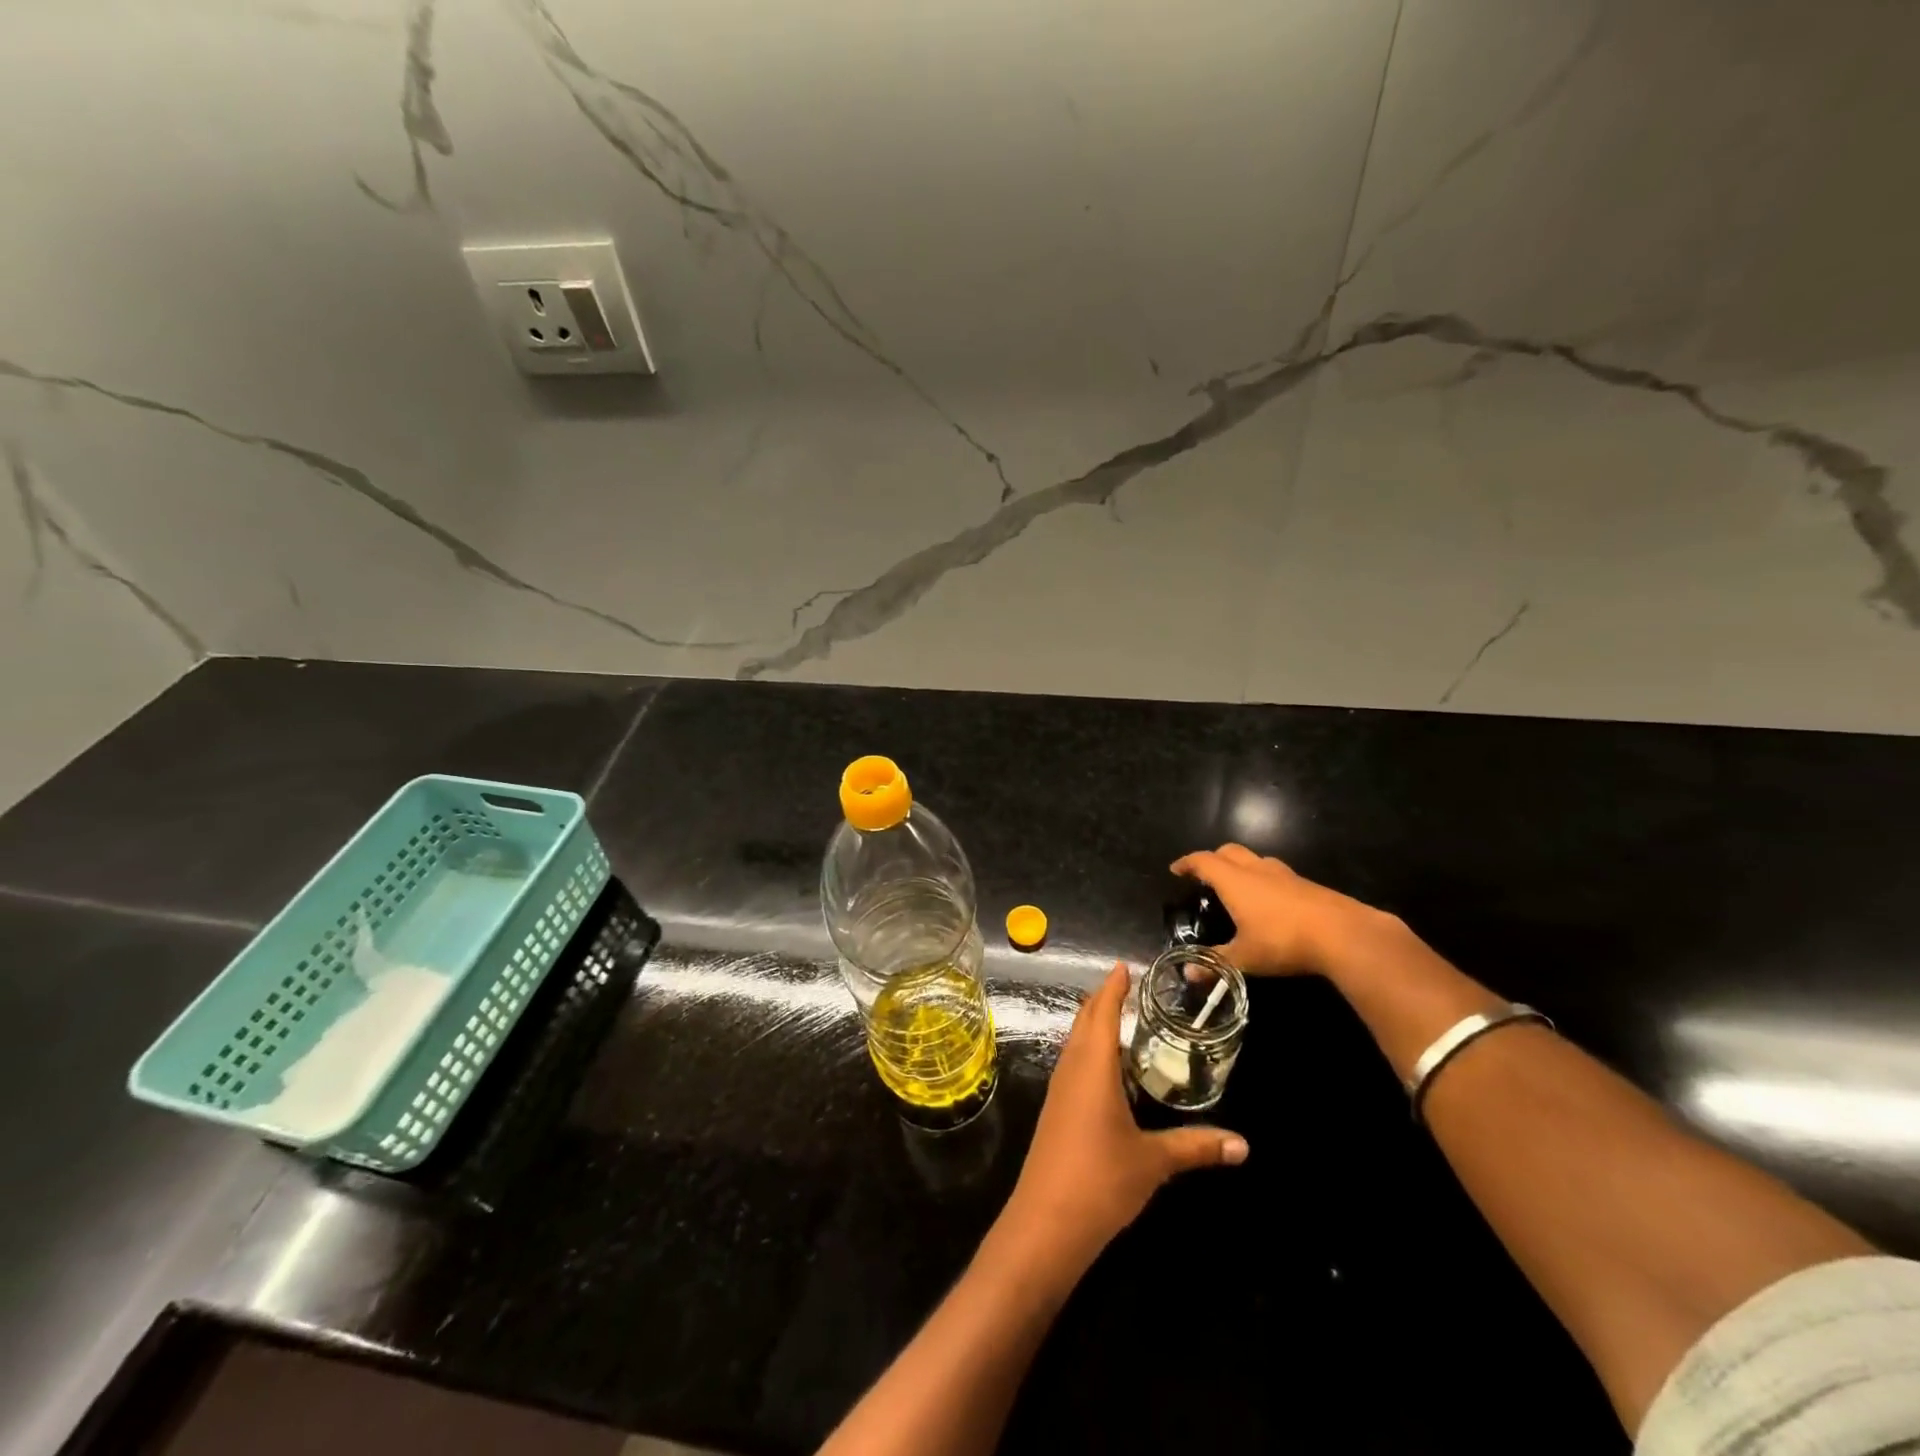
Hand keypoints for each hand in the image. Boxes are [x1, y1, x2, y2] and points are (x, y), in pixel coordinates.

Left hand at [999, 963, 1247, 1271]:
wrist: (1045, 1223)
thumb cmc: (1100, 1180)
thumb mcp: (1153, 1162)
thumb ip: (1196, 1147)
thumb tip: (1244, 1145)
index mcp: (1092, 1066)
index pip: (1101, 1012)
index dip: (1112, 987)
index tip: (1124, 966)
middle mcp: (1071, 1069)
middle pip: (1084, 1021)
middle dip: (1103, 1000)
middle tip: (1130, 987)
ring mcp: (1059, 1090)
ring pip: (1075, 1043)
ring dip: (1094, 1025)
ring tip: (1122, 1019)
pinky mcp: (1056, 1111)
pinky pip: (1073, 1065)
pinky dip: (1090, 1051)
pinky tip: (1108, 1070)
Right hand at [1170, 843, 1375, 977]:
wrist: (1344, 934)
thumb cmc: (1284, 941)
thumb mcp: (1245, 957)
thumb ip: (1216, 963)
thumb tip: (1188, 973)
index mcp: (1235, 882)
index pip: (1204, 862)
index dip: (1188, 863)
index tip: (1176, 869)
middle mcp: (1257, 870)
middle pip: (1229, 852)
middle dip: (1213, 859)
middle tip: (1204, 874)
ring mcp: (1286, 875)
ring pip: (1256, 859)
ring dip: (1241, 866)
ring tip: (1237, 884)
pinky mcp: (1308, 885)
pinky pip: (1277, 874)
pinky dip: (1264, 879)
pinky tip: (1270, 901)